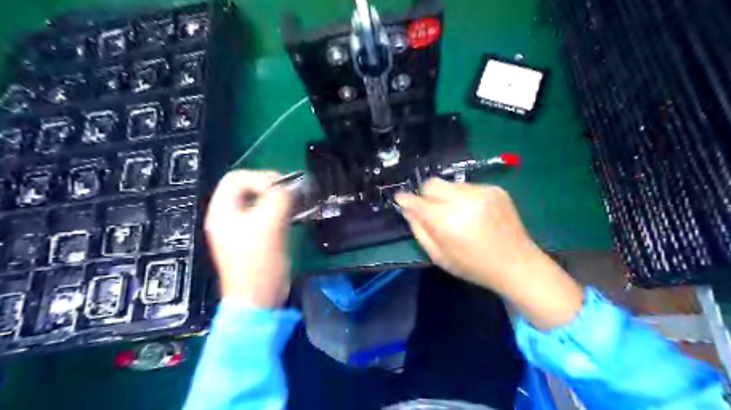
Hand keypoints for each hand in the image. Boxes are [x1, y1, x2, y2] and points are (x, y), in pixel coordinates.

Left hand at [204, 169, 292, 306]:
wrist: (258, 298)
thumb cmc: (258, 263)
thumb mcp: (269, 226)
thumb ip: (278, 199)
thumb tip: (289, 188)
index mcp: (222, 211)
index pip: (236, 178)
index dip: (260, 178)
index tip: (282, 188)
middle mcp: (228, 216)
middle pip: (247, 188)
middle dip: (270, 187)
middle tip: (290, 194)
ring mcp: (240, 227)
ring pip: (258, 201)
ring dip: (276, 199)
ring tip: (293, 204)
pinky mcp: (253, 237)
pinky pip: (265, 215)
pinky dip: (278, 211)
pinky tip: (291, 216)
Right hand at [394, 180, 541, 291]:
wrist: (517, 264)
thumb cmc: (474, 266)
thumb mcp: (439, 256)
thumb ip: (420, 231)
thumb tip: (408, 210)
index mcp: (448, 221)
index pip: (418, 202)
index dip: (406, 200)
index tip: (400, 199)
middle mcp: (464, 200)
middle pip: (432, 184)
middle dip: (426, 195)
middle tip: (431, 209)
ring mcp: (482, 192)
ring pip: (450, 184)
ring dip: (446, 196)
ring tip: (456, 213)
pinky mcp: (495, 189)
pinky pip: (468, 186)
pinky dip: (464, 197)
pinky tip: (473, 213)